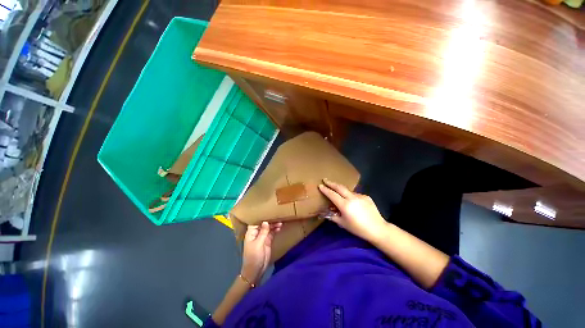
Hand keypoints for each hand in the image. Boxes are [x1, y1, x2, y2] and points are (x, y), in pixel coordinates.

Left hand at [241, 221, 281, 284]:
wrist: (256, 270)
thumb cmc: (254, 256)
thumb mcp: (258, 244)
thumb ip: (263, 232)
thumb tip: (266, 221)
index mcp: (251, 232)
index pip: (255, 221)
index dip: (261, 216)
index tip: (268, 211)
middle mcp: (257, 233)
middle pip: (263, 224)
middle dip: (270, 220)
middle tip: (277, 217)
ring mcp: (262, 237)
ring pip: (269, 228)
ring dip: (274, 225)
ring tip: (280, 222)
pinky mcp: (267, 241)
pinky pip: (272, 233)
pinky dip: (276, 230)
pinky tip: (280, 227)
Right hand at [319, 179, 388, 242]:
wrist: (378, 229)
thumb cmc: (358, 229)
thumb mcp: (343, 224)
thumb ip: (332, 216)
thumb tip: (324, 212)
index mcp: (345, 205)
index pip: (332, 194)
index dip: (325, 190)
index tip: (320, 185)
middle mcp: (352, 198)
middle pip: (339, 187)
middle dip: (331, 183)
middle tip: (325, 179)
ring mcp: (360, 196)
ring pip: (347, 191)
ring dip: (341, 190)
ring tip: (338, 192)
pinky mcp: (366, 196)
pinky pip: (355, 194)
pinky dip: (350, 196)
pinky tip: (351, 202)